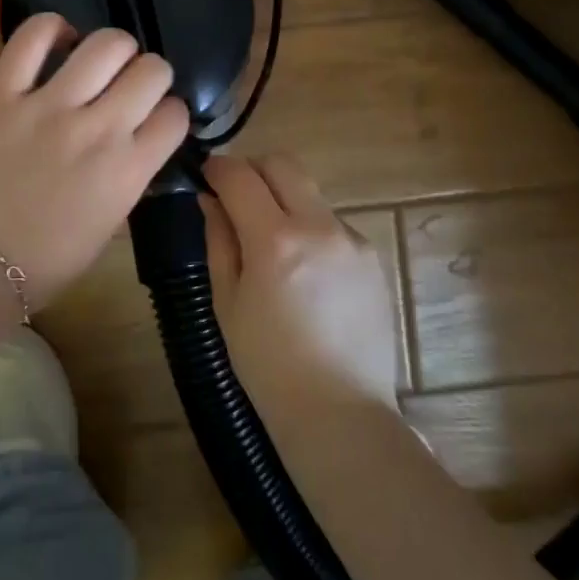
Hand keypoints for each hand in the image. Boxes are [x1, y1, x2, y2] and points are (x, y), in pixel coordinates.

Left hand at [0, 14, 190, 309]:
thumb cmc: (43, 261)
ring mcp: (47, 107)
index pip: (175, 115)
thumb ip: (129, 176)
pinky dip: (52, 28)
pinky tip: (58, 41)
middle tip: (129, 86)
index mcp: (128, 170)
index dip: (170, 113)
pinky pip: (32, 38)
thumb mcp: (107, 225)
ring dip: (113, 49)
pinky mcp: (1, 93)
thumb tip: (135, 142)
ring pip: (105, 44)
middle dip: (150, 74)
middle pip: (151, 70)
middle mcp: (97, 129)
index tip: (154, 118)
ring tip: (98, 62)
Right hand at [202, 153, 399, 422]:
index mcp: (275, 240)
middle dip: (254, 170)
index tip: (207, 175)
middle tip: (237, 198)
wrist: (341, 415)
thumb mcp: (228, 303)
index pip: (240, 176)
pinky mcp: (372, 258)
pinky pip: (333, 224)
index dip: (218, 168)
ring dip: (284, 200)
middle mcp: (319, 226)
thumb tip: (210, 200)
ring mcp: (352, 240)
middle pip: (283, 164)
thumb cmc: (269, 367)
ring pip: (310, 192)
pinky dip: (311, 230)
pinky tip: (306, 274)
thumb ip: (218, 241)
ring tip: (273, 245)